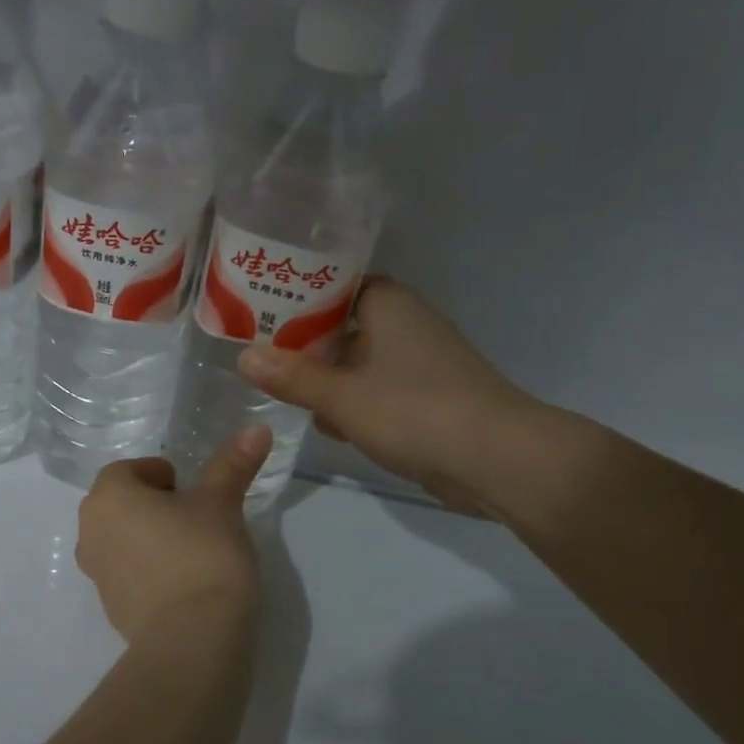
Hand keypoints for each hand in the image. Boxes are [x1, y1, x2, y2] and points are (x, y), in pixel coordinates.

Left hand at [75, 426, 273, 650]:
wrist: (192, 639)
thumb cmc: (202, 555)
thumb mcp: (222, 504)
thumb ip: (233, 464)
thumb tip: (258, 428)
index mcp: (108, 496)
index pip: (130, 470)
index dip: (163, 476)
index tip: (192, 491)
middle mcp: (90, 530)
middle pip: (121, 503)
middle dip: (154, 505)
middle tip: (195, 517)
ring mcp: (95, 573)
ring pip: (122, 539)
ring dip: (149, 537)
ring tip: (192, 550)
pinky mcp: (109, 607)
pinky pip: (127, 574)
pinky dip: (149, 571)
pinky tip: (184, 584)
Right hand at [236, 277, 544, 514]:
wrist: (499, 459)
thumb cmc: (415, 411)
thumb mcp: (341, 395)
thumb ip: (291, 376)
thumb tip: (244, 357)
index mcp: (385, 303)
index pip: (328, 284)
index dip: (290, 298)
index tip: (252, 313)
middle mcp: (403, 322)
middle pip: (338, 324)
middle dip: (301, 345)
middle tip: (256, 359)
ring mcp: (418, 360)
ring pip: (356, 360)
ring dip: (325, 378)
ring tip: (282, 394)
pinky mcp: (427, 395)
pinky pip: (377, 388)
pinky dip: (353, 402)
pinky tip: (329, 426)